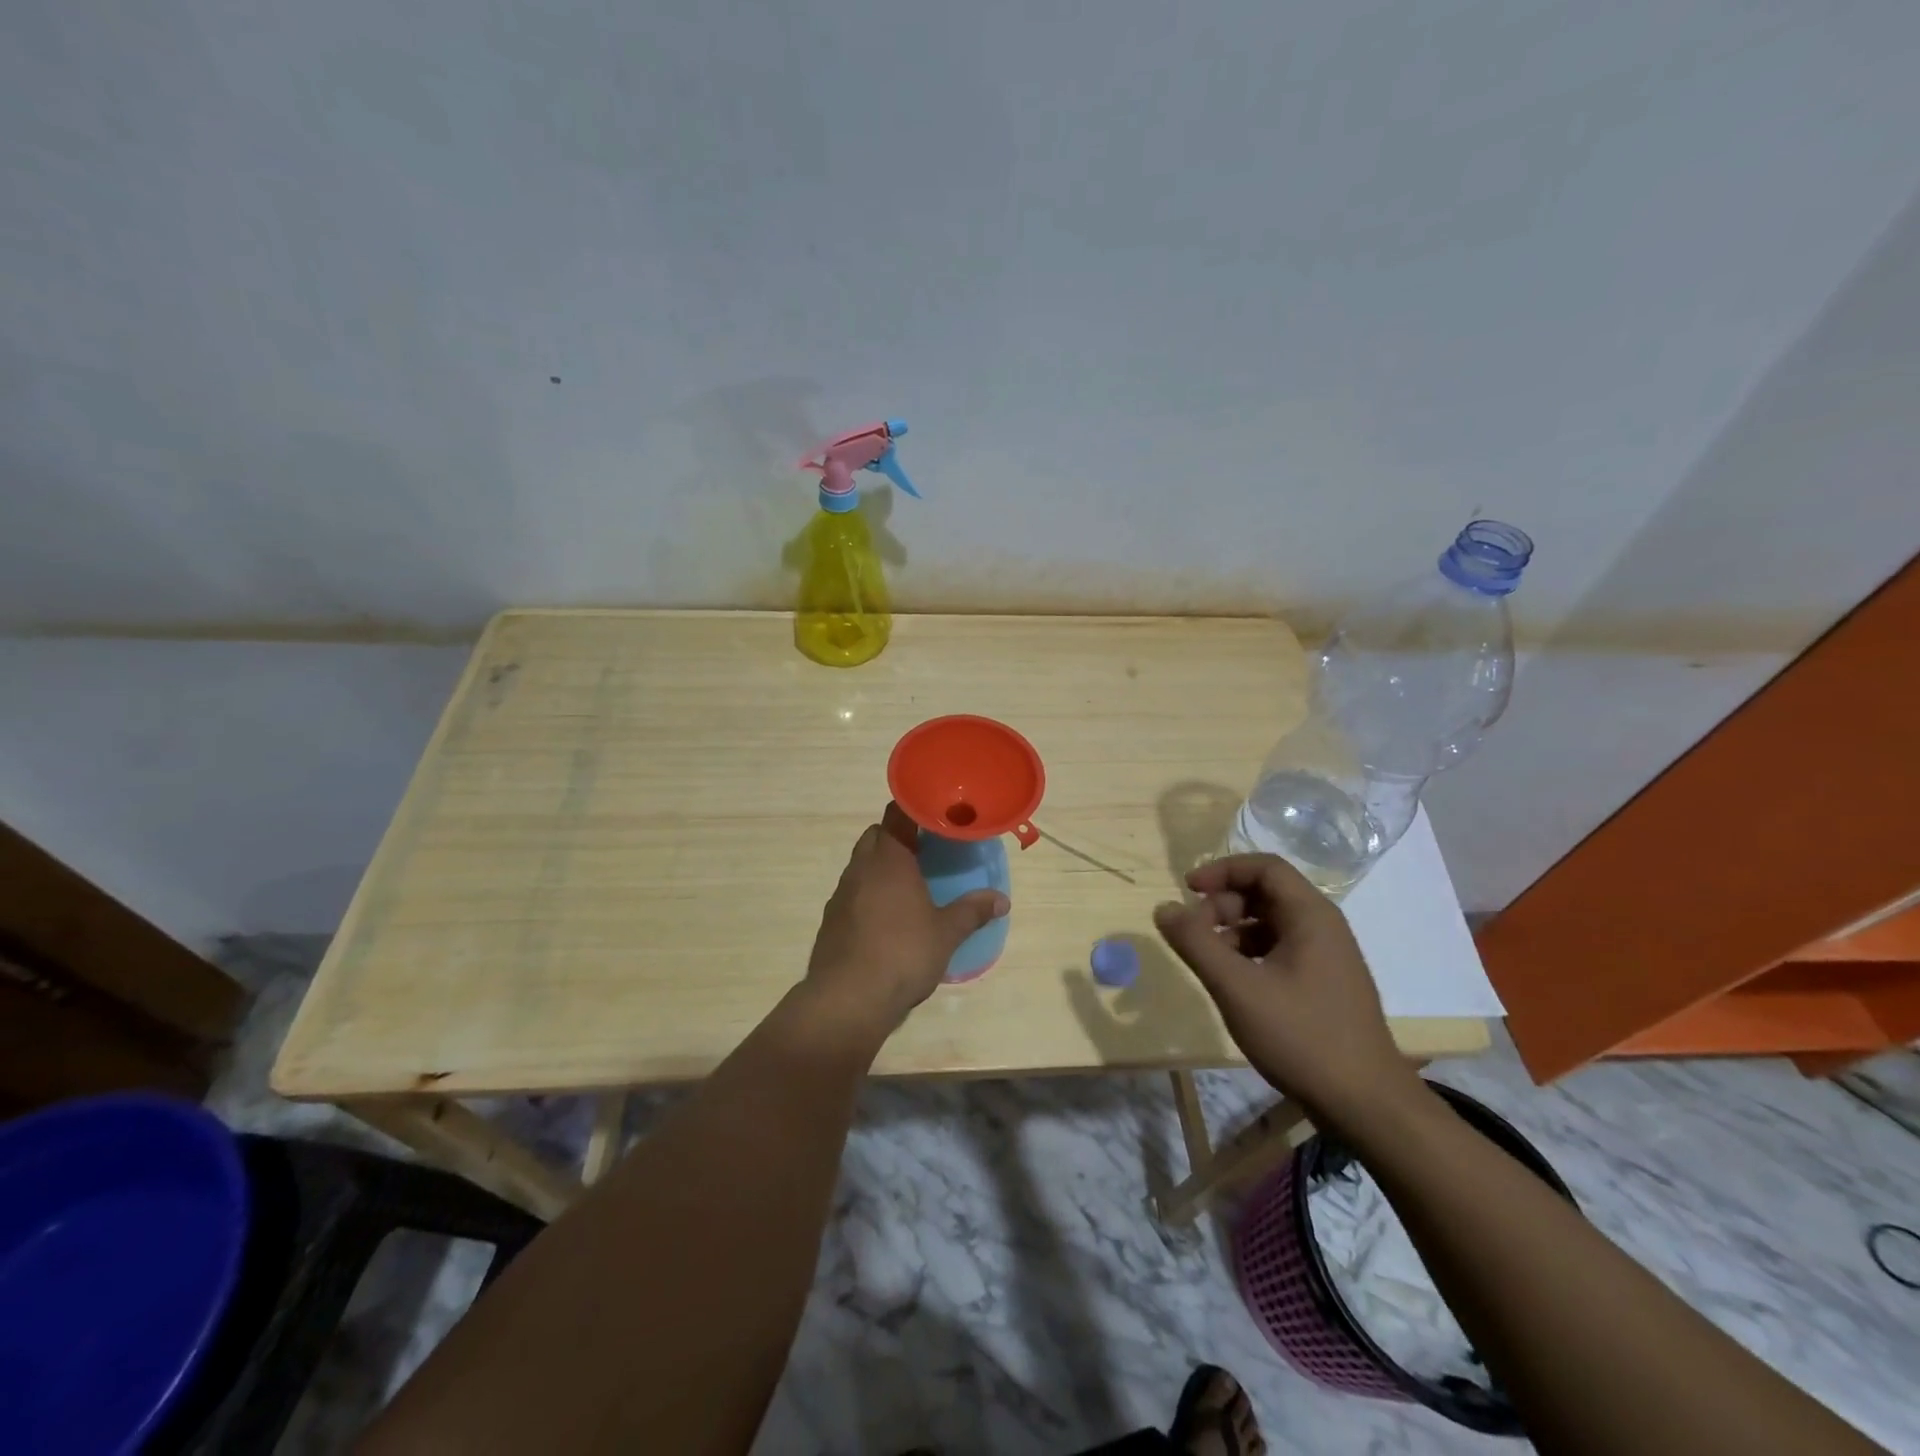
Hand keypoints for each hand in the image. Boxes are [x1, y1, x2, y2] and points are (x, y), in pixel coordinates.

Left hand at [803, 803, 1008, 1040]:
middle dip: (896, 836)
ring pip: (861, 864)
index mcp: (888, 860)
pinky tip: (886, 917)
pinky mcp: (830, 920)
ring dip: (881, 866)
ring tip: (908, 884)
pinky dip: (868, 893)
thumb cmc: (902, 954)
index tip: (933, 811)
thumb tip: (1002, 899)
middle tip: (924, 848)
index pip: (896, 814)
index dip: (913, 807)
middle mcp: (860, 868)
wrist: (847, 999)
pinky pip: (852, 893)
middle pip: (875, 836)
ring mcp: (841, 894)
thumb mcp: (946, 933)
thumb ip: (972, 911)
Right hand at [1153, 854, 1422, 1129]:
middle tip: (1194, 935)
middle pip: (1265, 893)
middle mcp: (1323, 927)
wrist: (1365, 1104)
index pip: (1263, 867)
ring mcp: (1326, 957)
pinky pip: (1279, 950)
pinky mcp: (1323, 984)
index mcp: (1311, 916)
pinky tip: (1233, 983)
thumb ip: (1195, 943)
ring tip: (1207, 962)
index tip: (1187, 890)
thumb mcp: (1237, 987)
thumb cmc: (1300, 1036)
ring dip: (1232, 931)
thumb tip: (1163, 908)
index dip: (1222, 871)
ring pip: (1270, 923)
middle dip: (1222, 905)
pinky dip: (1249, 954)